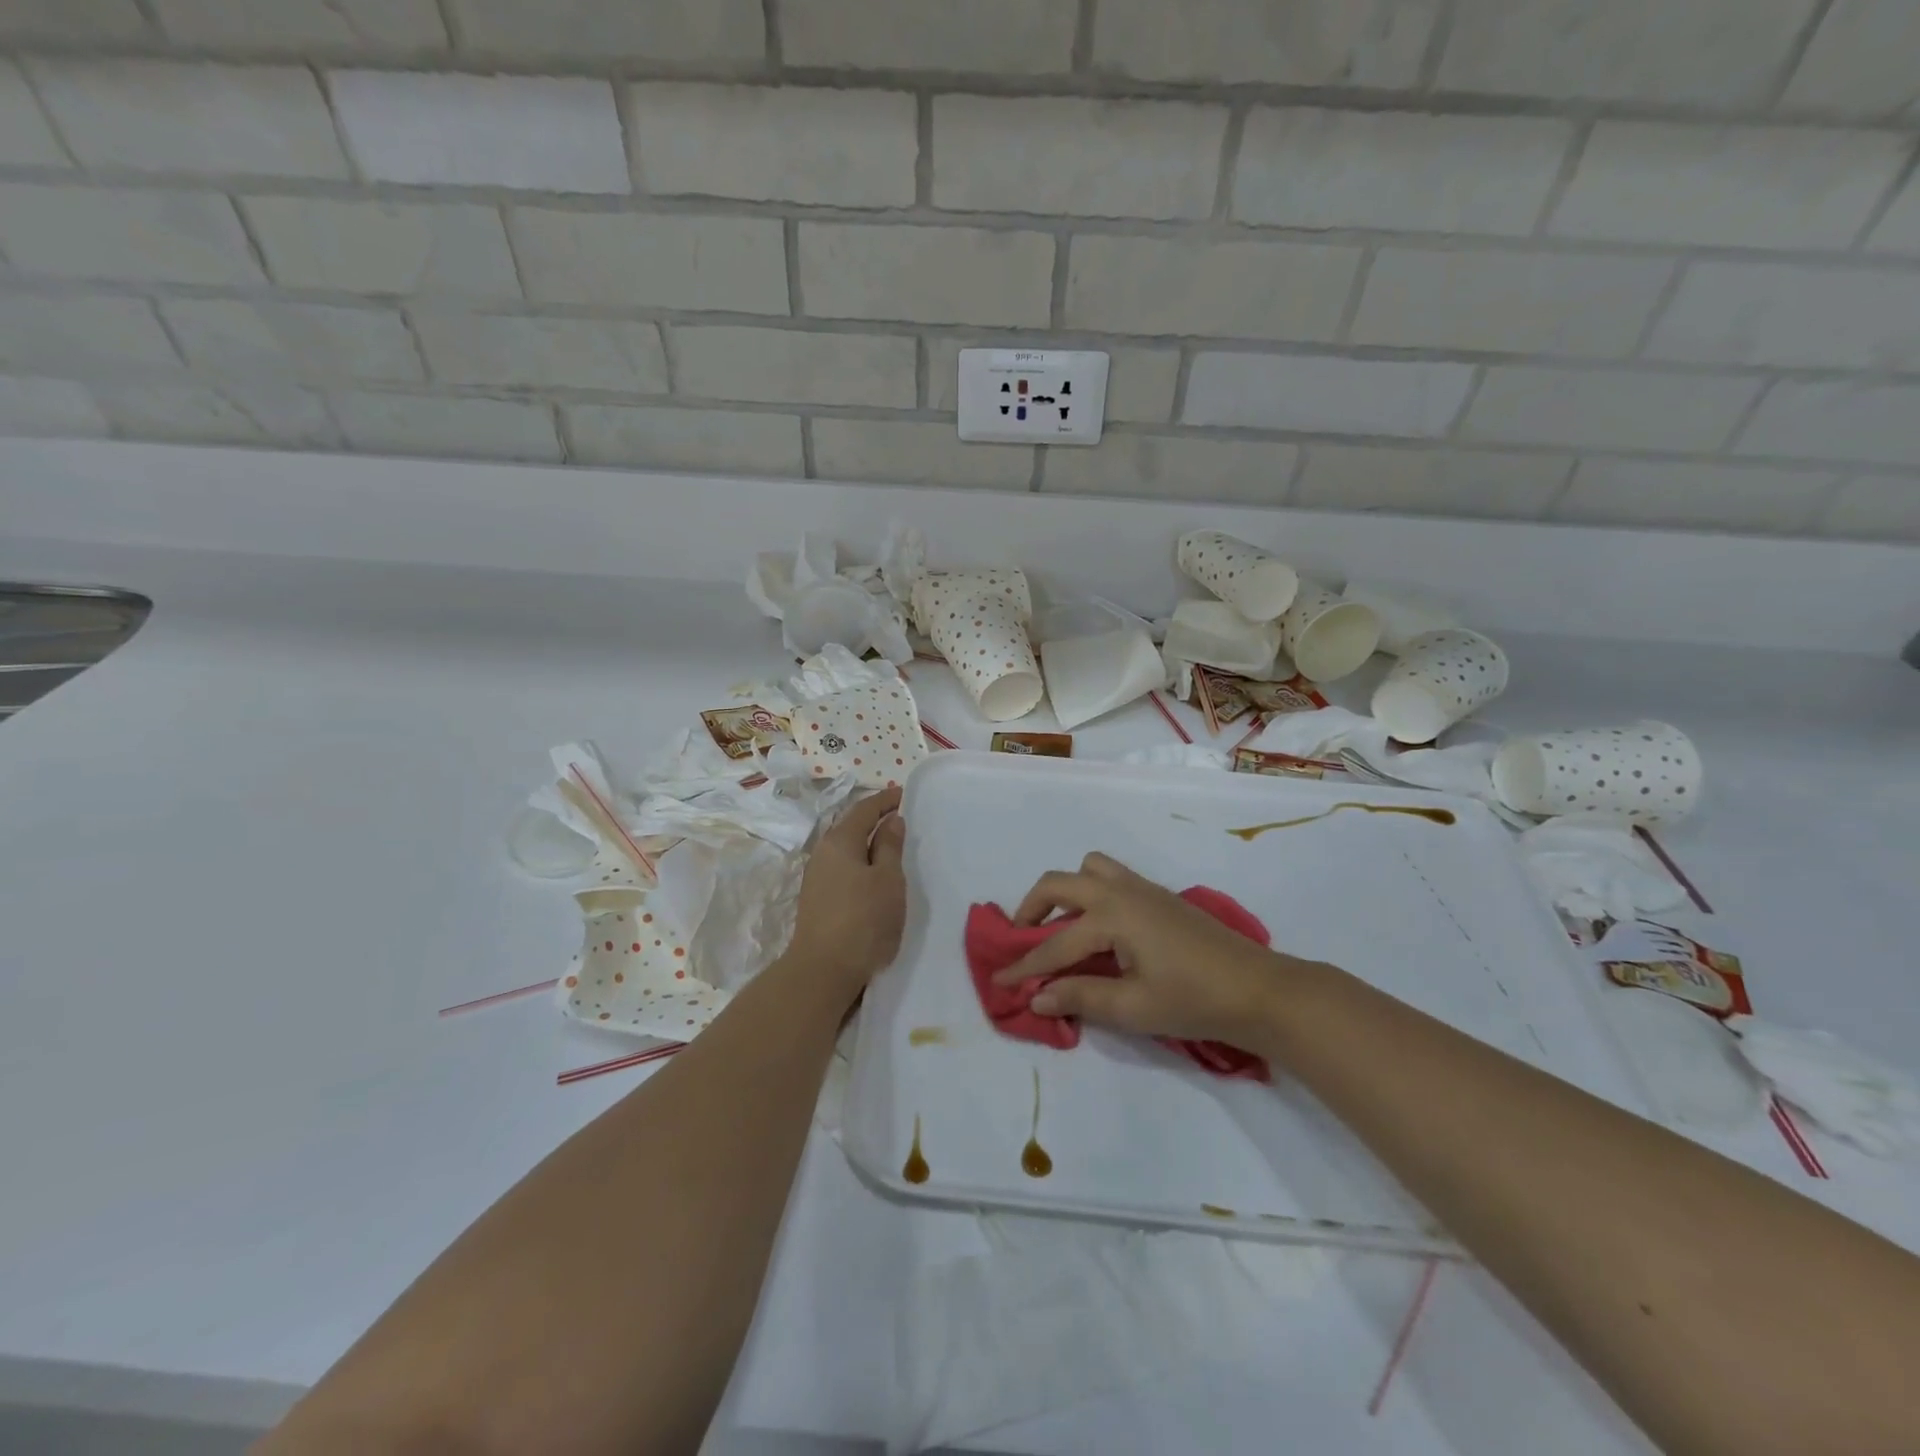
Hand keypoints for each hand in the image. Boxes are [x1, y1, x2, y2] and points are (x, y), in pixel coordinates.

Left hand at [784, 786, 907, 1000]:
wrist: (823, 970)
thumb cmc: (863, 919)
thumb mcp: (887, 879)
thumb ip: (889, 846)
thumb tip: (890, 820)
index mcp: (840, 841)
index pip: (864, 809)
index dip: (885, 799)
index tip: (904, 794)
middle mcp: (823, 853)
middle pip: (851, 826)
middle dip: (875, 819)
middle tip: (902, 818)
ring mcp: (817, 877)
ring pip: (846, 849)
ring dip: (867, 843)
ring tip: (892, 846)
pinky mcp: (818, 899)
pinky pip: (843, 868)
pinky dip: (861, 862)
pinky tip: (874, 875)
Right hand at [992, 853, 1303, 1045]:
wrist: (1258, 989)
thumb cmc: (1194, 1000)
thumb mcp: (1133, 1007)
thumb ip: (1080, 997)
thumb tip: (1036, 995)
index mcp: (1111, 916)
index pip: (1055, 944)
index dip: (1025, 966)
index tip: (999, 983)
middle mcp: (1120, 891)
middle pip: (1059, 883)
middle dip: (1031, 909)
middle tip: (1021, 939)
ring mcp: (1142, 888)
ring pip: (1088, 869)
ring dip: (1065, 892)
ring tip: (1060, 928)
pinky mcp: (1158, 895)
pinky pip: (1110, 876)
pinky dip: (1089, 893)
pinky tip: (1098, 930)